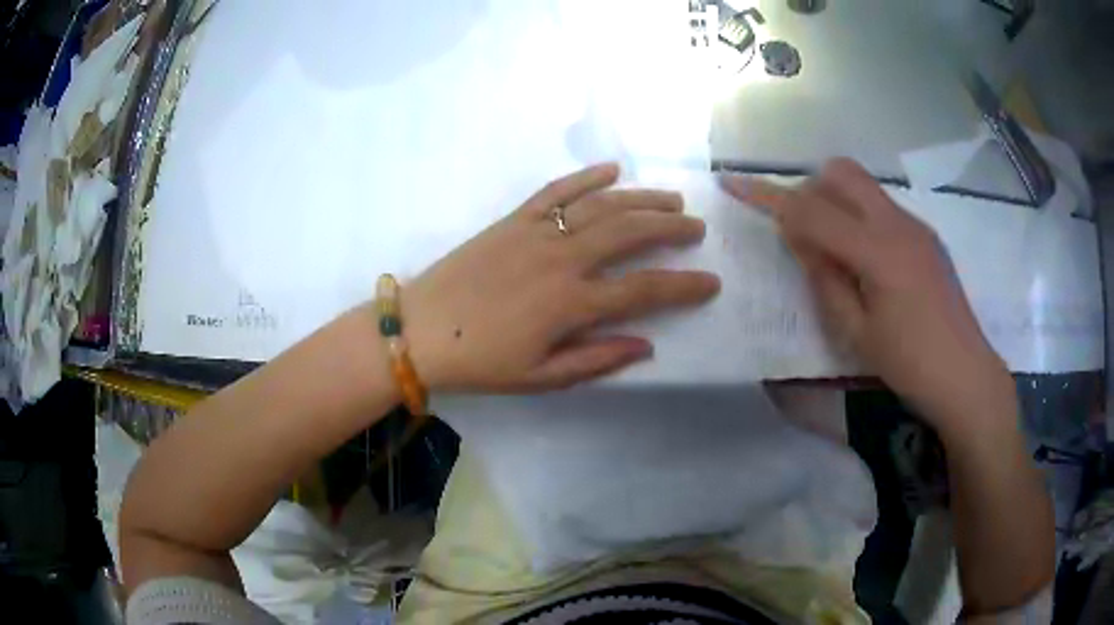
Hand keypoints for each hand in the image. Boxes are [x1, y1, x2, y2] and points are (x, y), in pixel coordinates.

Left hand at [401, 163, 719, 393]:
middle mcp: (562, 259)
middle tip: (696, 227)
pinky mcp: (513, 219)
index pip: (644, 290)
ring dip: (641, 199)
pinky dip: (586, 176)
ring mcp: (537, 232)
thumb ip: (596, 360)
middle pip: (631, 233)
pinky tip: (613, 169)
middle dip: (671, 228)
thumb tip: (647, 346)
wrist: (419, 330)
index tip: (712, 282)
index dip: (684, 286)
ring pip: (601, 205)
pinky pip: (556, 190)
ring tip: (671, 199)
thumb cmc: (480, 362)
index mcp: (571, 304)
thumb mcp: (540, 377)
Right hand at [721, 159, 1010, 432]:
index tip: (734, 183)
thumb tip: (799, 239)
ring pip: (863, 186)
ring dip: (836, 202)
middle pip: (841, 174)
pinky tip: (867, 262)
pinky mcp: (926, 235)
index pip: (812, 211)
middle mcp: (897, 223)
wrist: (966, 375)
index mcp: (877, 251)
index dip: (769, 197)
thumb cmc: (909, 364)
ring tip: (835, 252)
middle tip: (802, 233)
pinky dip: (860, 218)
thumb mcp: (856, 332)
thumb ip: (824, 278)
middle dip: (810, 190)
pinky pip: (882, 207)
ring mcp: (916, 225)